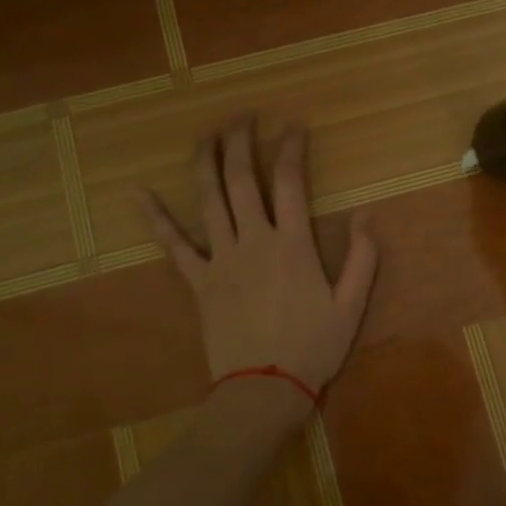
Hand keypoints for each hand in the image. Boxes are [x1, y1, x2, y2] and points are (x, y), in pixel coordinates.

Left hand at [145, 119, 378, 394]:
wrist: (264, 389)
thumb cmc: (313, 348)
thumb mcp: (351, 305)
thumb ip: (362, 258)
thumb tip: (366, 214)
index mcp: (292, 245)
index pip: (291, 183)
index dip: (291, 149)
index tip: (293, 126)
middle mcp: (254, 241)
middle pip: (242, 180)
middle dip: (241, 142)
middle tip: (241, 116)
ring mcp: (221, 259)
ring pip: (209, 200)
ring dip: (206, 163)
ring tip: (206, 134)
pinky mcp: (198, 281)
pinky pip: (173, 245)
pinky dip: (156, 218)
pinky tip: (139, 193)